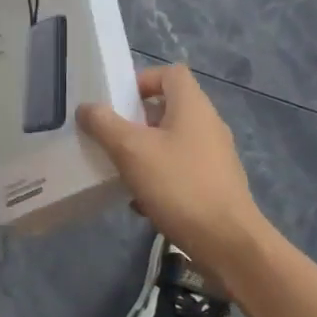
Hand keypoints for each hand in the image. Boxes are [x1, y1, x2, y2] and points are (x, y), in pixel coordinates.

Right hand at [77, 65, 264, 281]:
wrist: (228, 244)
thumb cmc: (179, 185)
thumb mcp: (131, 151)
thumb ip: (104, 124)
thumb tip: (87, 108)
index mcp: (192, 106)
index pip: (170, 73)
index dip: (143, 80)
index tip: (119, 102)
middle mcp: (208, 125)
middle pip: (169, 108)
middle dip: (137, 120)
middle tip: (112, 136)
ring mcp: (216, 156)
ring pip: (173, 141)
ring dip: (146, 151)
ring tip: (122, 170)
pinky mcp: (217, 185)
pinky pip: (182, 169)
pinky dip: (161, 177)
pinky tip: (142, 202)